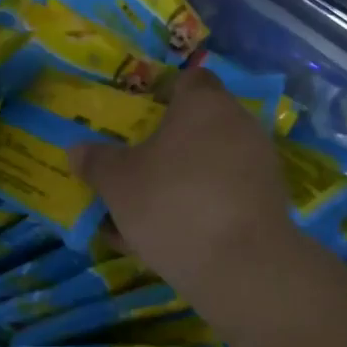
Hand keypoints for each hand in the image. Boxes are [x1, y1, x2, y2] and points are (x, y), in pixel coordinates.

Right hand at [72, 69, 303, 305]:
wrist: (242, 267)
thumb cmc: (172, 202)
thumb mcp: (118, 182)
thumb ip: (97, 162)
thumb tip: (77, 150)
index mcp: (204, 104)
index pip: (189, 79)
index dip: (163, 94)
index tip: (139, 118)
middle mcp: (239, 125)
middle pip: (199, 125)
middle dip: (167, 144)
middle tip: (135, 165)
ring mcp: (260, 165)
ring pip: (210, 164)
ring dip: (181, 180)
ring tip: (144, 211)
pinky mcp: (269, 204)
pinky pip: (225, 196)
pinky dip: (201, 209)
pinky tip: (169, 239)